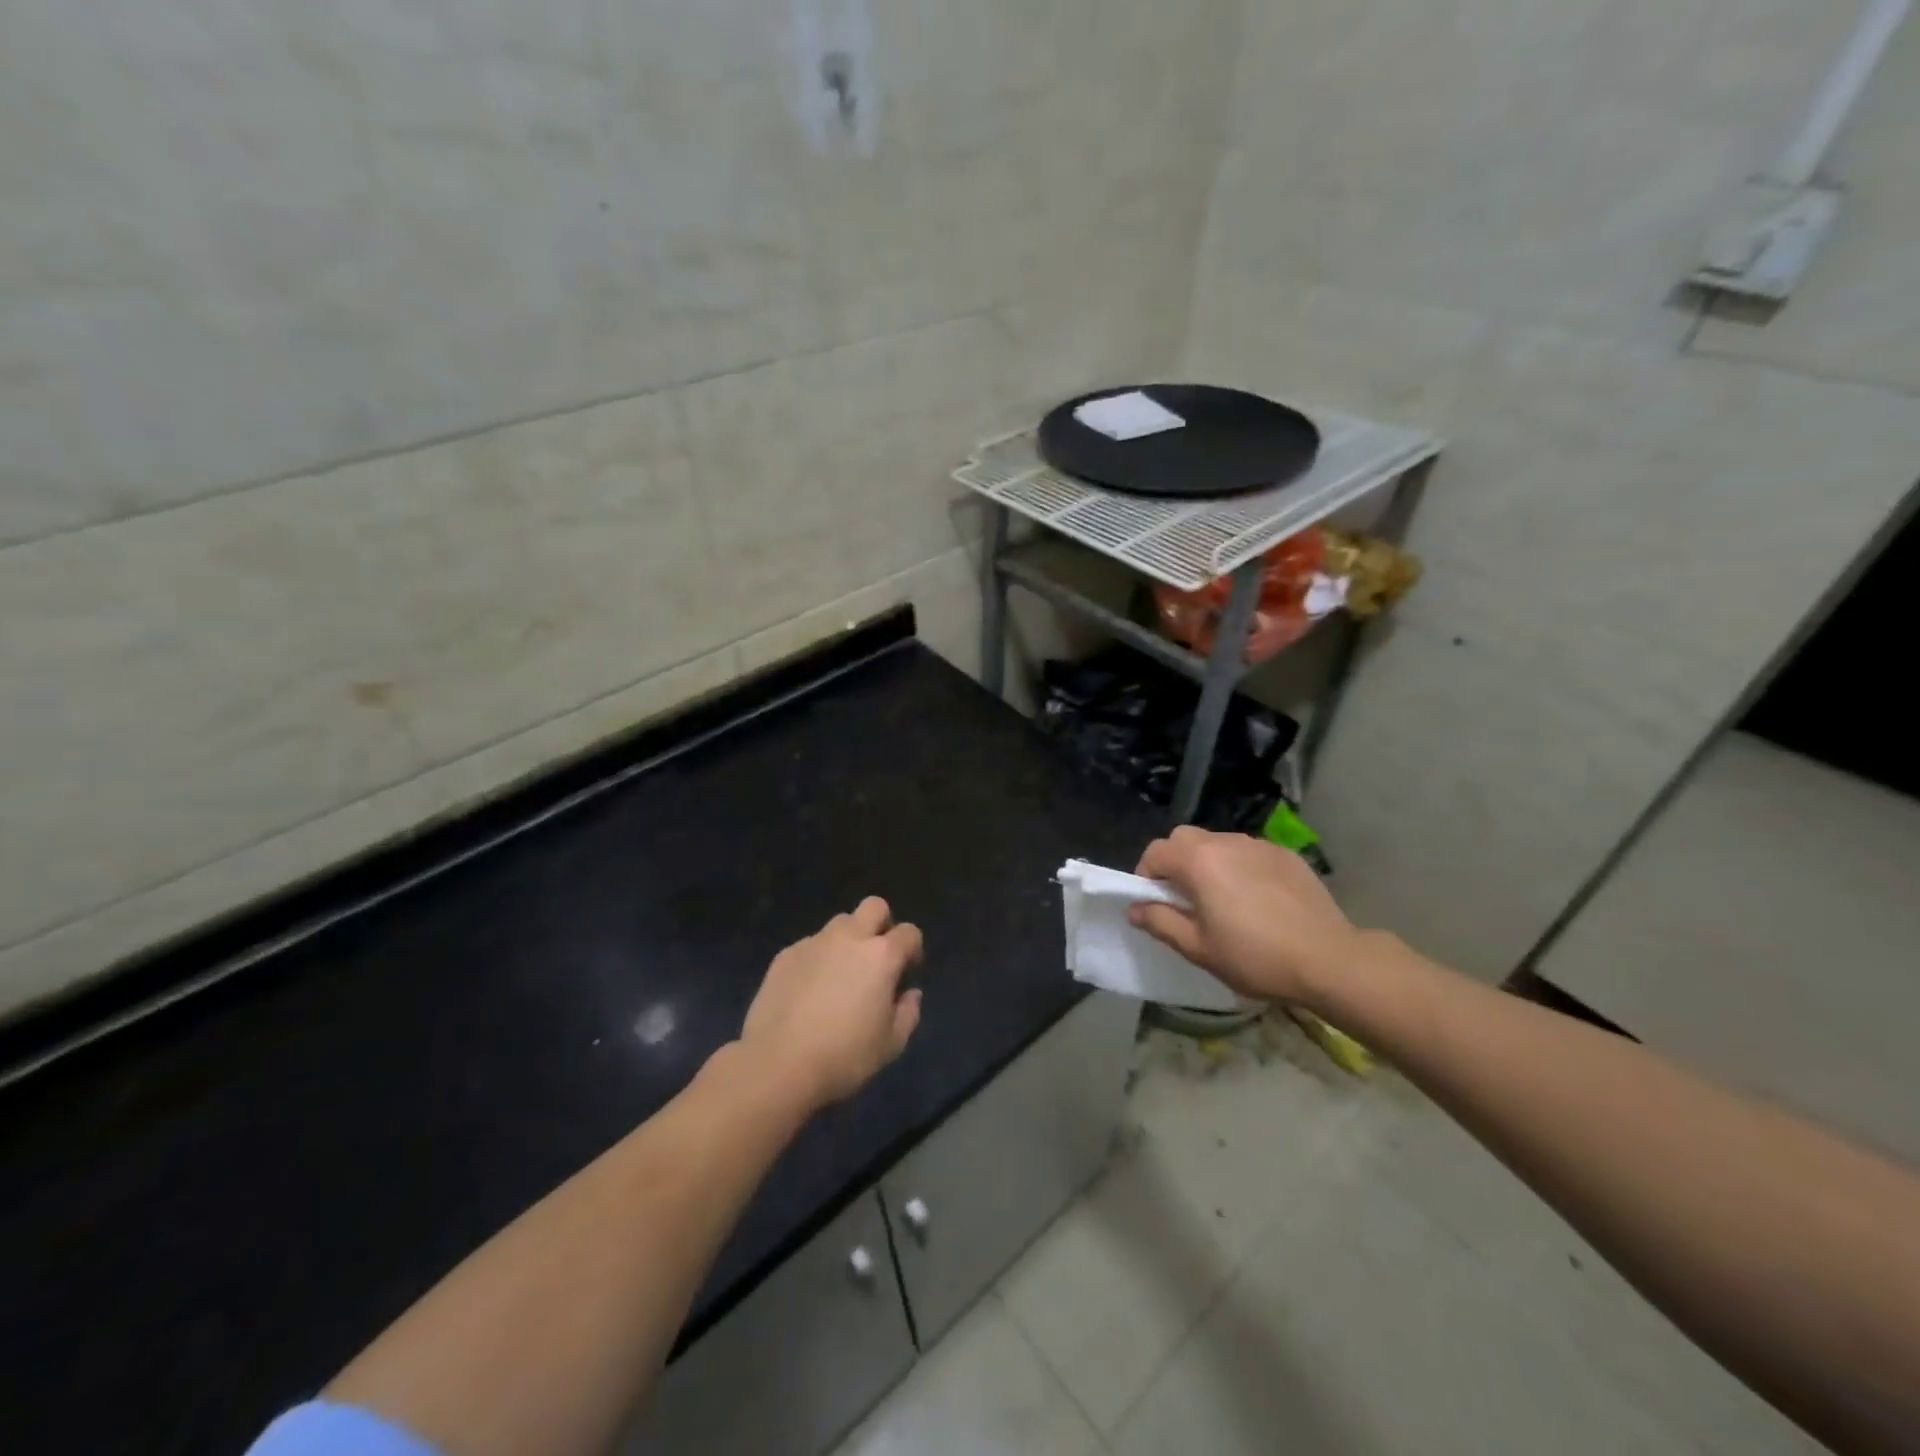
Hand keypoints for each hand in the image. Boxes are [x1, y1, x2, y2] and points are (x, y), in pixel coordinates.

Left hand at [741, 897, 923, 1109]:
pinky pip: (811, 945)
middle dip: (882, 924)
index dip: (913, 950)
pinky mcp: (785, 954)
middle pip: (874, 906)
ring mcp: (814, 942)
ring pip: (840, 923)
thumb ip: (908, 1013)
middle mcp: (849, 938)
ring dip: (848, 940)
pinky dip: (818, 959)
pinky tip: (809, 990)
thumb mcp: (891, 1045)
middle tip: (876, 958)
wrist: (777, 1064)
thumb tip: (910, 993)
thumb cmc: (843, 1056)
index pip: (909, 933)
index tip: (906, 974)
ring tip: (840, 975)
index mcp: (881, 956)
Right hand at [1128, 827, 1360, 1004]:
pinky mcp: (1286, 855)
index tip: (1155, 903)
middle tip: (1185, 898)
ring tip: (1223, 899)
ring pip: (1218, 843)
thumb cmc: (1255, 957)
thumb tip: (1135, 909)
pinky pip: (1249, 853)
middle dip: (1175, 862)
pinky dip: (1241, 868)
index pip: (1156, 851)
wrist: (1329, 960)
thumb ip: (1160, 922)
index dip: (1146, 875)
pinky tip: (1258, 900)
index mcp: (1199, 861)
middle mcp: (1226, 843)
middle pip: (1184, 838)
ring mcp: (1259, 845)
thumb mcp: (1198, 948)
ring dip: (1208, 863)